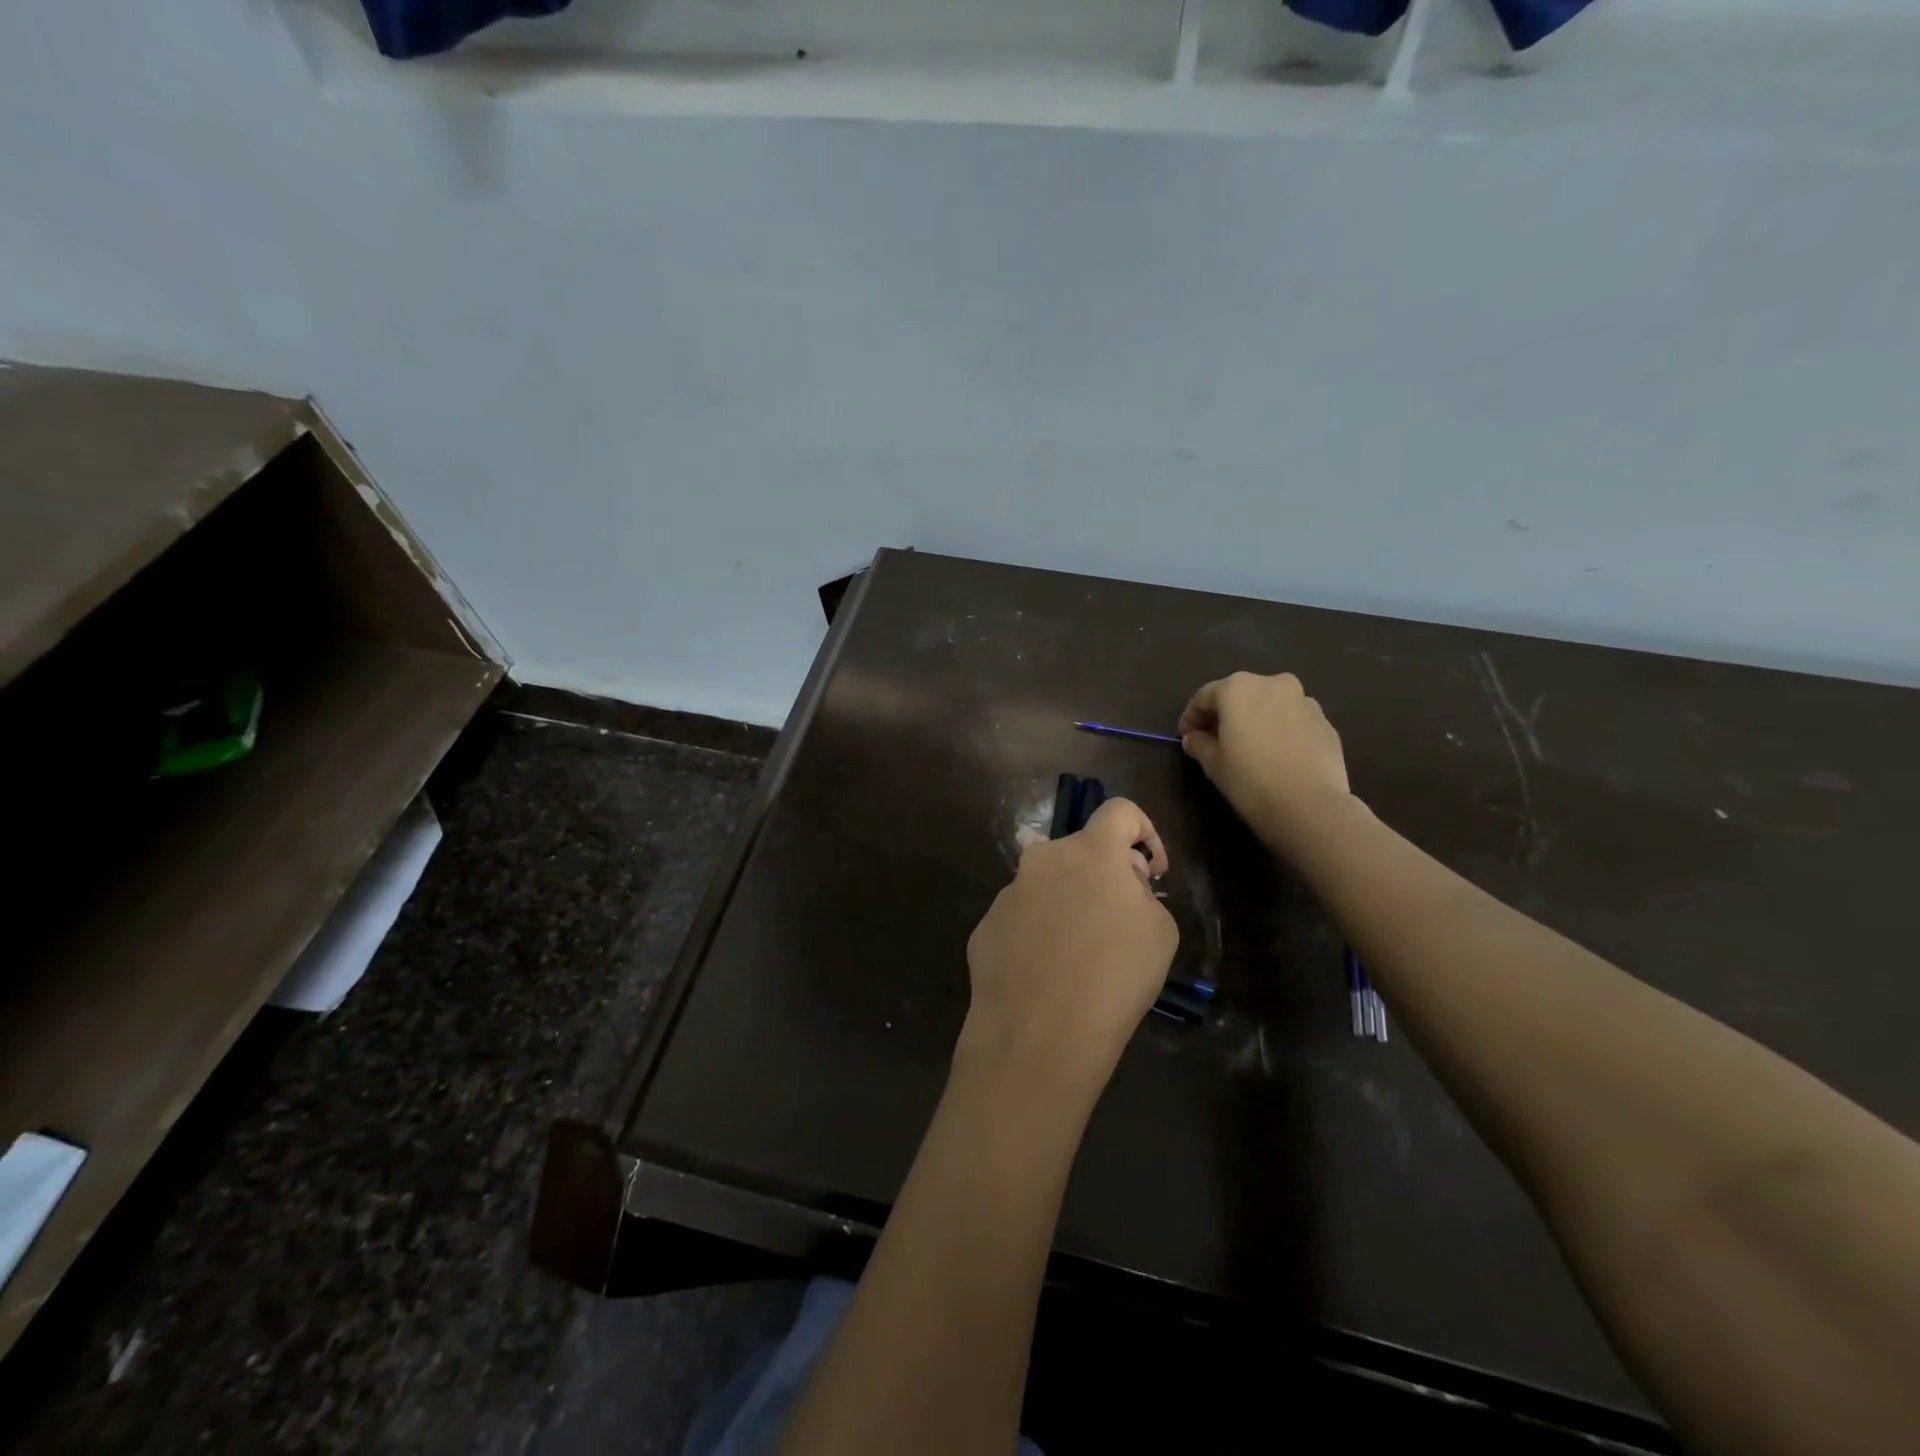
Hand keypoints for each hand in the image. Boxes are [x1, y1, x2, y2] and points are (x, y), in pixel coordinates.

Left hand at [961, 798, 1176, 1093]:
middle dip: (1102, 876)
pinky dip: (1037, 935)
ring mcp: (1008, 892)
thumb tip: (1120, 884)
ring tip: (1079, 958)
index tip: (1152, 872)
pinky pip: (1021, 920)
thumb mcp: (1159, 930)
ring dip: (1066, 905)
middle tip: (1118, 922)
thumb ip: (1141, 892)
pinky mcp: (985, 926)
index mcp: (1090, 851)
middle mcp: (1042, 859)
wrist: (1039, 1033)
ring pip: (1047, 886)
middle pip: (1079, 851)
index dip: (1144, 831)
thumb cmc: (1115, 977)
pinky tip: (1046, 976)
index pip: (1120, 810)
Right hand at [1179, 671, 1353, 853]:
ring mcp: (1304, 701)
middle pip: (1240, 694)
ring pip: (1270, 705)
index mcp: (1238, 688)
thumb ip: (1199, 744)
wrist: (1310, 806)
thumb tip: (1194, 738)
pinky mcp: (1325, 722)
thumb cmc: (1250, 779)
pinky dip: (1280, 731)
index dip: (1191, 717)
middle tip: (1215, 740)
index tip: (1185, 737)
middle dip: (1225, 715)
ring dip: (1256, 720)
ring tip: (1250, 748)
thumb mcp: (1212, 763)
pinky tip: (1276, 756)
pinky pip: (1293, 721)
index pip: (1204, 696)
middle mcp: (1272, 684)